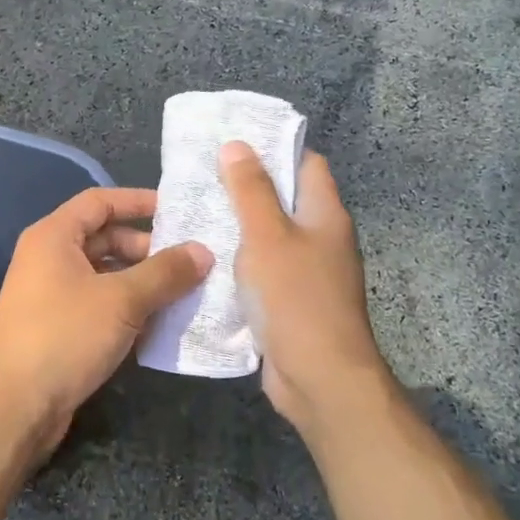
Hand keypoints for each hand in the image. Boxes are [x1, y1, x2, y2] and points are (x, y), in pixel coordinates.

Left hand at [0, 187, 211, 461]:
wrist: (13, 406)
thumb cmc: (65, 336)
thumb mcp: (122, 300)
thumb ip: (165, 273)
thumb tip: (203, 251)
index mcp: (54, 237)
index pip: (100, 202)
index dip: (139, 202)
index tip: (178, 213)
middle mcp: (48, 259)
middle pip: (104, 239)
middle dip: (147, 249)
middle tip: (189, 264)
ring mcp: (51, 295)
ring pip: (104, 276)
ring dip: (141, 283)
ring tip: (183, 295)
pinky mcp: (57, 328)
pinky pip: (99, 306)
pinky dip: (127, 309)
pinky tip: (158, 326)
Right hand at [219, 141, 393, 432]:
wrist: (320, 377)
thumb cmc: (296, 297)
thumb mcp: (267, 236)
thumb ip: (251, 191)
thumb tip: (237, 145)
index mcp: (325, 215)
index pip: (306, 164)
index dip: (274, 148)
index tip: (234, 142)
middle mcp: (321, 239)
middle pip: (285, 200)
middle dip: (246, 188)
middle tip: (202, 177)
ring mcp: (307, 274)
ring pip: (269, 238)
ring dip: (237, 228)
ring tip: (194, 213)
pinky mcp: (290, 303)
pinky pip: (262, 272)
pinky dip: (238, 264)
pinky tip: (205, 261)